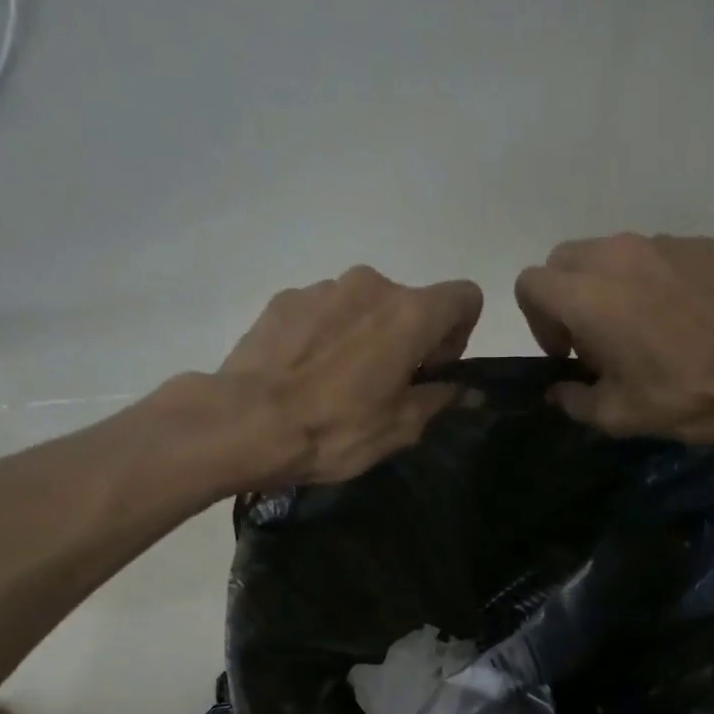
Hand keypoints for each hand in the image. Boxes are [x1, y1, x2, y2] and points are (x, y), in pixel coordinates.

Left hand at [215, 266, 482, 484]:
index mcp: (410, 313)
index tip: (433, 371)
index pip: (465, 297)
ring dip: (365, 335)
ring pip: (364, 306)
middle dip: (409, 339)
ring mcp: (323, 287)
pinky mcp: (285, 298)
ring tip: (337, 384)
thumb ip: (439, 399)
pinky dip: (327, 335)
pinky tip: (305, 376)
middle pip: (410, 303)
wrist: (245, 422)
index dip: (460, 334)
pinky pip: (324, 312)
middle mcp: (371, 284)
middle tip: (385, 387)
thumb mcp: (399, 428)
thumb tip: (467, 390)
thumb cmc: (336, 430)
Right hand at [514, 233, 713, 446]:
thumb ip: (574, 400)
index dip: (537, 322)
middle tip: (594, 342)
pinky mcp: (701, 245)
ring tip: (640, 332)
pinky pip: (654, 256)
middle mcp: (618, 255)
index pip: (530, 284)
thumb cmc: (687, 396)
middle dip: (565, 299)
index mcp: (588, 295)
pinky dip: (649, 282)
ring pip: (610, 255)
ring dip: (607, 289)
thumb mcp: (619, 415)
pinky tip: (681, 321)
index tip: (566, 355)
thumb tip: (558, 390)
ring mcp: (663, 244)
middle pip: (565, 261)